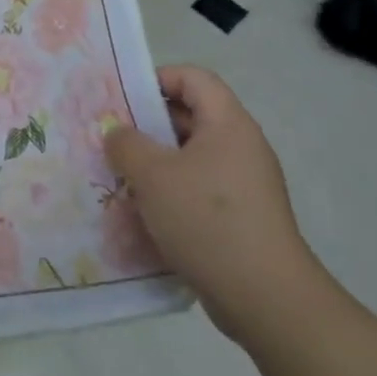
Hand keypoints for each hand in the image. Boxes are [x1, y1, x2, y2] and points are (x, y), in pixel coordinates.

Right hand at [104, 65, 328, 342]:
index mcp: (228, 124)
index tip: (122, 99)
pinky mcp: (241, 217)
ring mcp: (244, 184)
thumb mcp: (152, 174)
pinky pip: (198, 189)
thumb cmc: (206, 220)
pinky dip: (170, 193)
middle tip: (111, 140)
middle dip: (147, 125)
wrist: (265, 297)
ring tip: (120, 178)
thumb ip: (126, 144)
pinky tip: (143, 213)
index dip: (156, 79)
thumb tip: (118, 133)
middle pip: (190, 116)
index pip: (193, 78)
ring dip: (154, 163)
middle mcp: (241, 147)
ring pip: (190, 157)